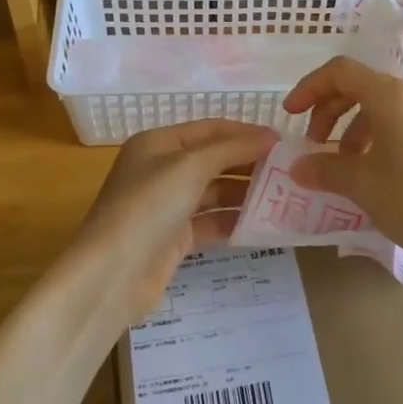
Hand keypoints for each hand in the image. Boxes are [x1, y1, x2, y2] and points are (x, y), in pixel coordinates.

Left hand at [72, 118, 279, 319]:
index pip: (211, 128)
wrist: (111, 275)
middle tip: (291, 171)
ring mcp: (167, 205)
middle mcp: (161, 169)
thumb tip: (271, 136)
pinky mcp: (173, 238)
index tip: (284, 142)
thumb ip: (232, 148)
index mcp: (158, 143)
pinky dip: (234, 221)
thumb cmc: (148, 207)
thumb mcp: (191, 167)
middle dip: (250, 164)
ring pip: (215, 192)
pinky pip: (211, 221)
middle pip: (214, 159)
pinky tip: (262, 225)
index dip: (247, 132)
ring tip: (284, 198)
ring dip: (246, 194)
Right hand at [283, 57, 402, 280]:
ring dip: (352, 128)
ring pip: (382, 108)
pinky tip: (373, 172)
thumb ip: (324, 169)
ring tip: (343, 165)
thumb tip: (297, 167)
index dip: (309, 88)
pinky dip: (377, 138)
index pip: (341, 71)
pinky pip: (402, 124)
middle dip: (329, 110)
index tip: (289, 116)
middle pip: (361, 86)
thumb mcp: (362, 185)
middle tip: (313, 143)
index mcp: (392, 96)